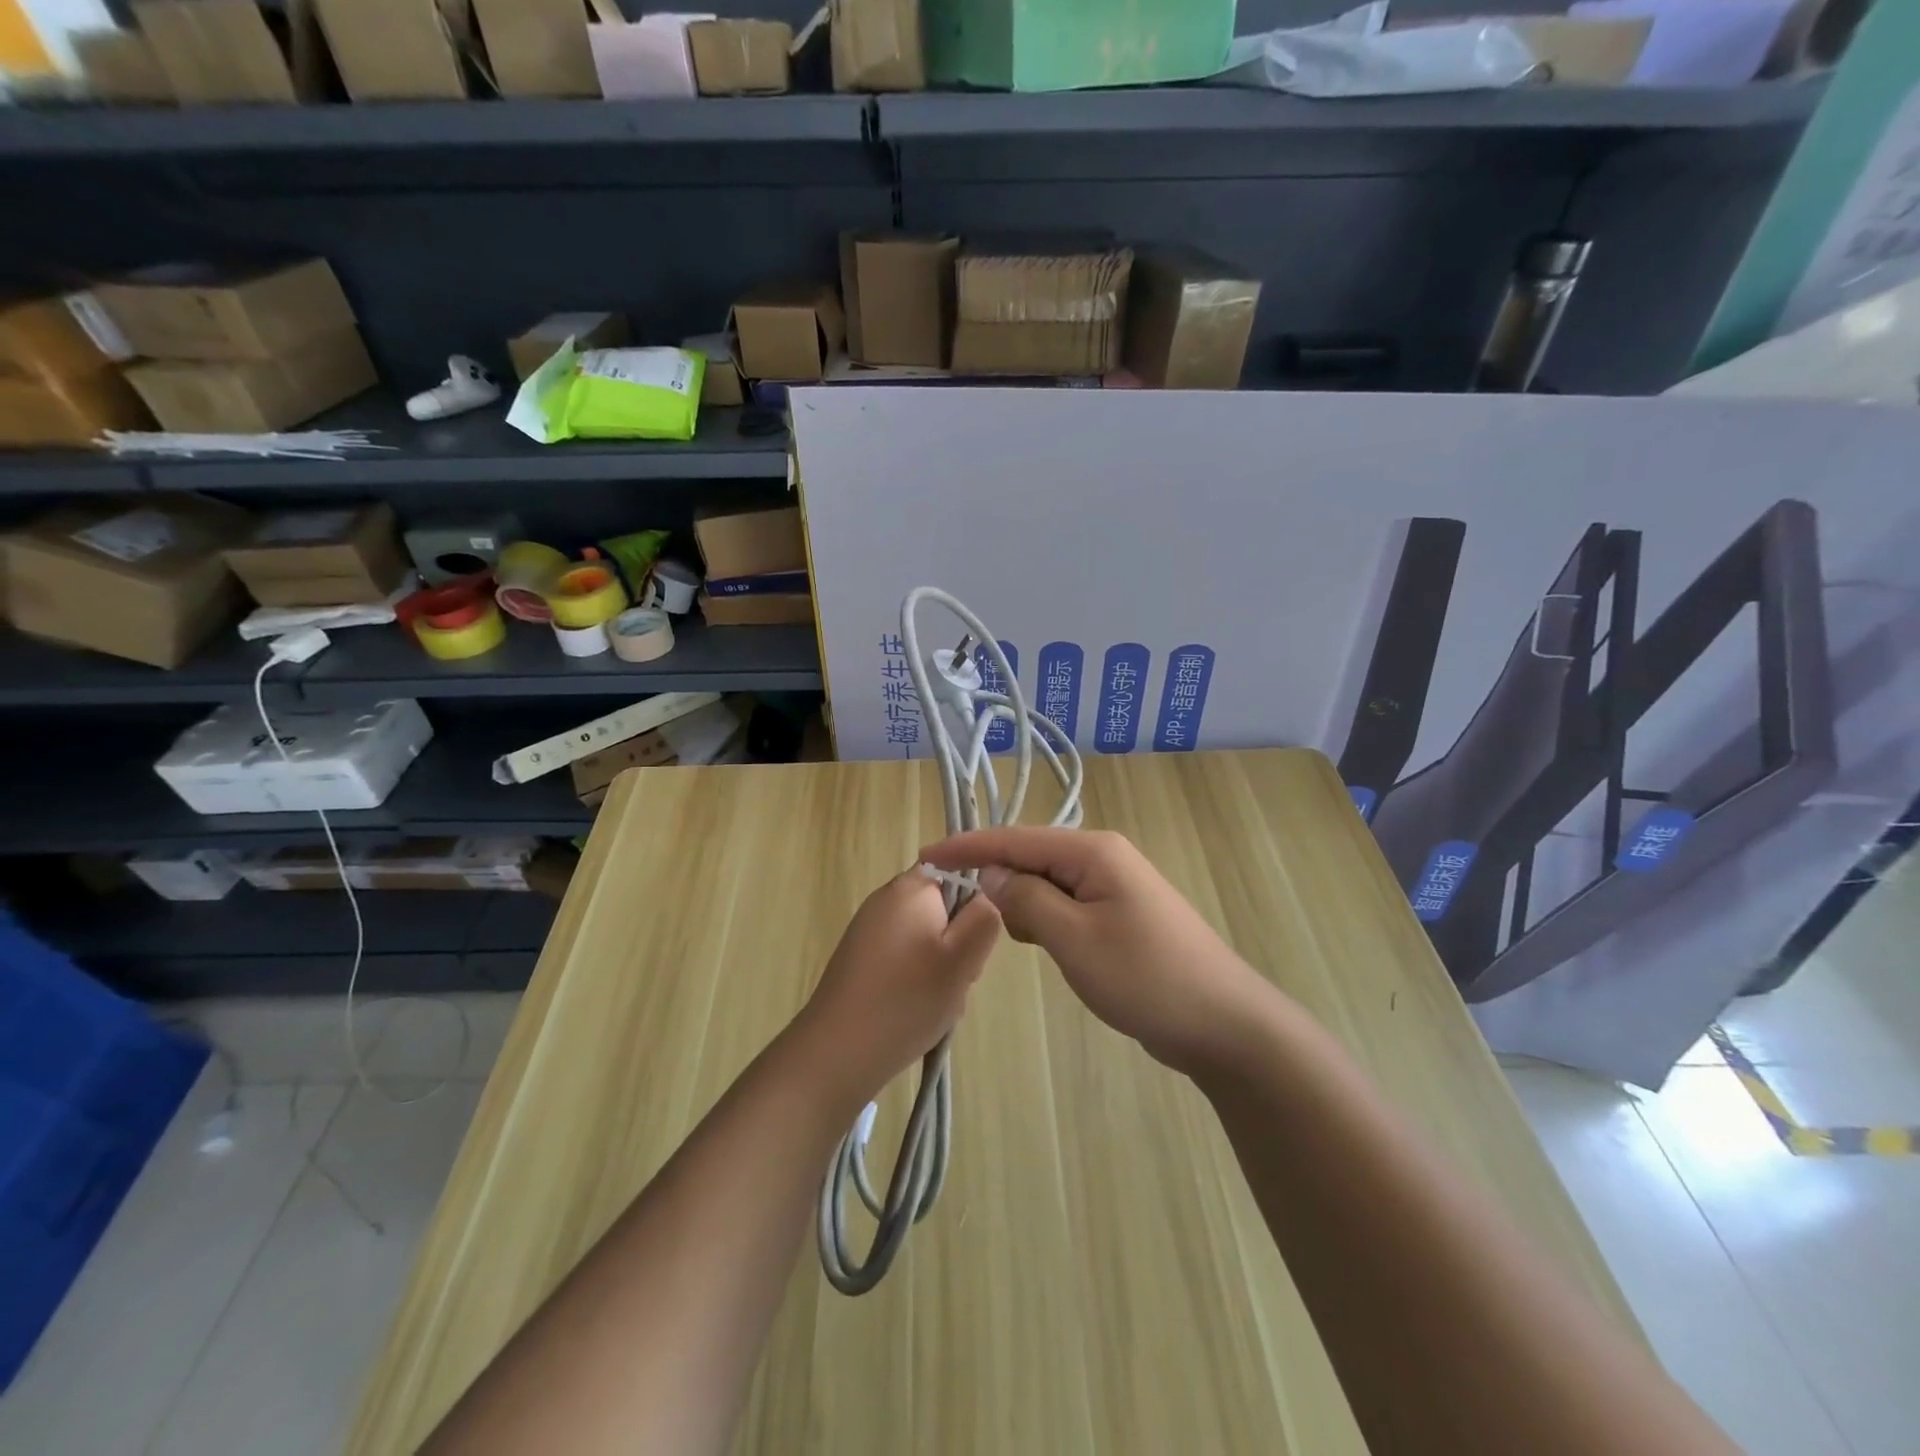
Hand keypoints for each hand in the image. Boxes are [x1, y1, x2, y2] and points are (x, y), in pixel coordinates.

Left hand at [792, 868, 1001, 1109]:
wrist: (838, 1052)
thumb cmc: (907, 999)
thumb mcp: (963, 957)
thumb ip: (984, 917)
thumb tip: (985, 897)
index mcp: (910, 888)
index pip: (958, 874)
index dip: (974, 907)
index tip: (972, 944)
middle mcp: (886, 900)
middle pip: (943, 909)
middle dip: (959, 944)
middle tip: (957, 979)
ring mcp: (869, 931)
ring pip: (927, 940)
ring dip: (942, 968)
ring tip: (936, 1002)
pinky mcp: (862, 960)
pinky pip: (906, 960)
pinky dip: (918, 982)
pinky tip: (915, 1011)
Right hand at [920, 828, 1273, 1075]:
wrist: (1223, 1022)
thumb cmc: (1145, 977)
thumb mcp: (1074, 939)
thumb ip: (1026, 900)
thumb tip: (991, 874)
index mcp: (1092, 852)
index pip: (1015, 839)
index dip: (967, 847)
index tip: (924, 858)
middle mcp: (1103, 858)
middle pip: (1031, 857)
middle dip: (994, 878)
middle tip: (958, 909)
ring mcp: (1114, 886)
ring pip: (1048, 883)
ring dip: (1021, 903)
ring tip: (1009, 936)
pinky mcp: (1119, 914)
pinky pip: (1067, 905)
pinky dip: (1045, 920)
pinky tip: (1043, 945)